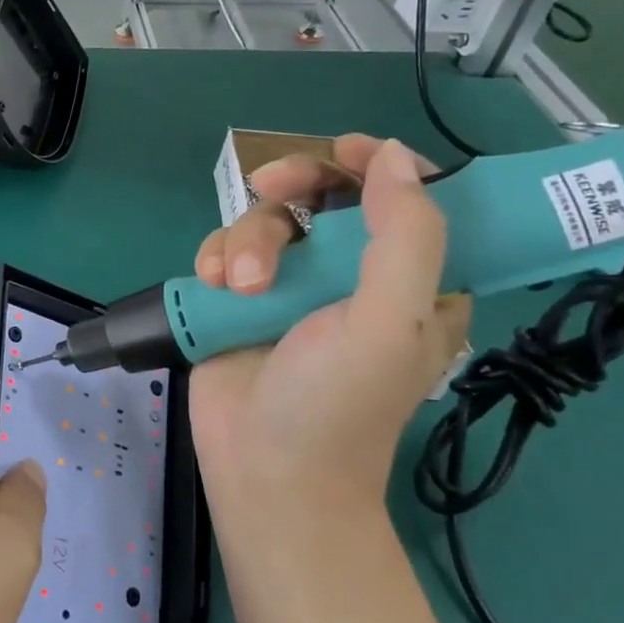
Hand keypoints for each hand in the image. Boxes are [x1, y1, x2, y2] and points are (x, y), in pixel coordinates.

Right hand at [189, 136, 469, 522]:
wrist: (265, 470)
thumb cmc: (339, 403)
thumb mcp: (390, 321)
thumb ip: (404, 235)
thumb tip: (394, 155)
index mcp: (410, 281)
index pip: (408, 199)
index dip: (381, 166)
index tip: (346, 152)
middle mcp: (349, 276)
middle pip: (323, 195)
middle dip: (295, 187)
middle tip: (270, 185)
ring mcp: (289, 288)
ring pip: (265, 220)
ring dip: (247, 240)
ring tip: (240, 288)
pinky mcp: (239, 301)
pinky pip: (225, 249)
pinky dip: (215, 258)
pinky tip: (213, 285)